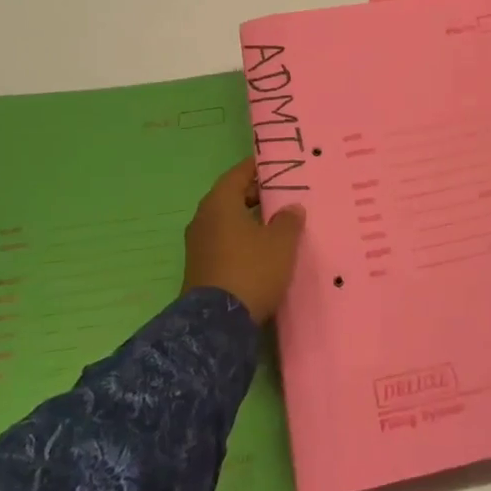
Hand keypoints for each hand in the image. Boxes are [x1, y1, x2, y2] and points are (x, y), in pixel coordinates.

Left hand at [182, 158, 304, 323]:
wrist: (217, 324)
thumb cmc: (251, 270)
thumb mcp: (281, 243)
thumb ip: (289, 220)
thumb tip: (292, 208)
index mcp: (219, 203)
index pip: (238, 173)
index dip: (258, 168)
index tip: (278, 166)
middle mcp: (203, 218)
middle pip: (231, 196)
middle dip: (255, 194)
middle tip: (282, 194)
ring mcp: (198, 244)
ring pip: (227, 220)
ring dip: (249, 218)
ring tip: (276, 222)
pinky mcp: (200, 267)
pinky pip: (223, 241)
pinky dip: (241, 238)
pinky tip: (261, 248)